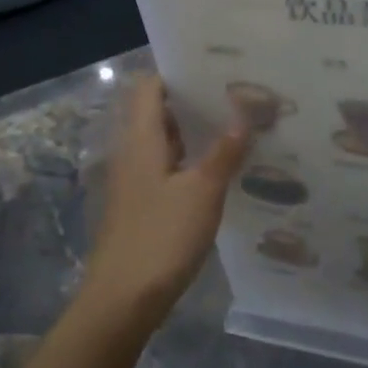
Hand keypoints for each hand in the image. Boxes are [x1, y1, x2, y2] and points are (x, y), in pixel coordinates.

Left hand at [85, 76, 249, 325]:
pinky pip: (167, 169)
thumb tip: (244, 115)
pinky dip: (190, 161)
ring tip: (237, 125)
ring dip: (194, 133)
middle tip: (237, 94)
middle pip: (158, 112)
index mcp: (141, 139)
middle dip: (194, 102)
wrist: (122, 299)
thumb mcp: (202, 192)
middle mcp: (133, 152)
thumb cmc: (161, 237)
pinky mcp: (142, 205)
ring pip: (165, 143)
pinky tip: (221, 169)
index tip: (215, 68)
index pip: (150, 87)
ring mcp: (135, 181)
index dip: (177, 72)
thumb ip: (224, 152)